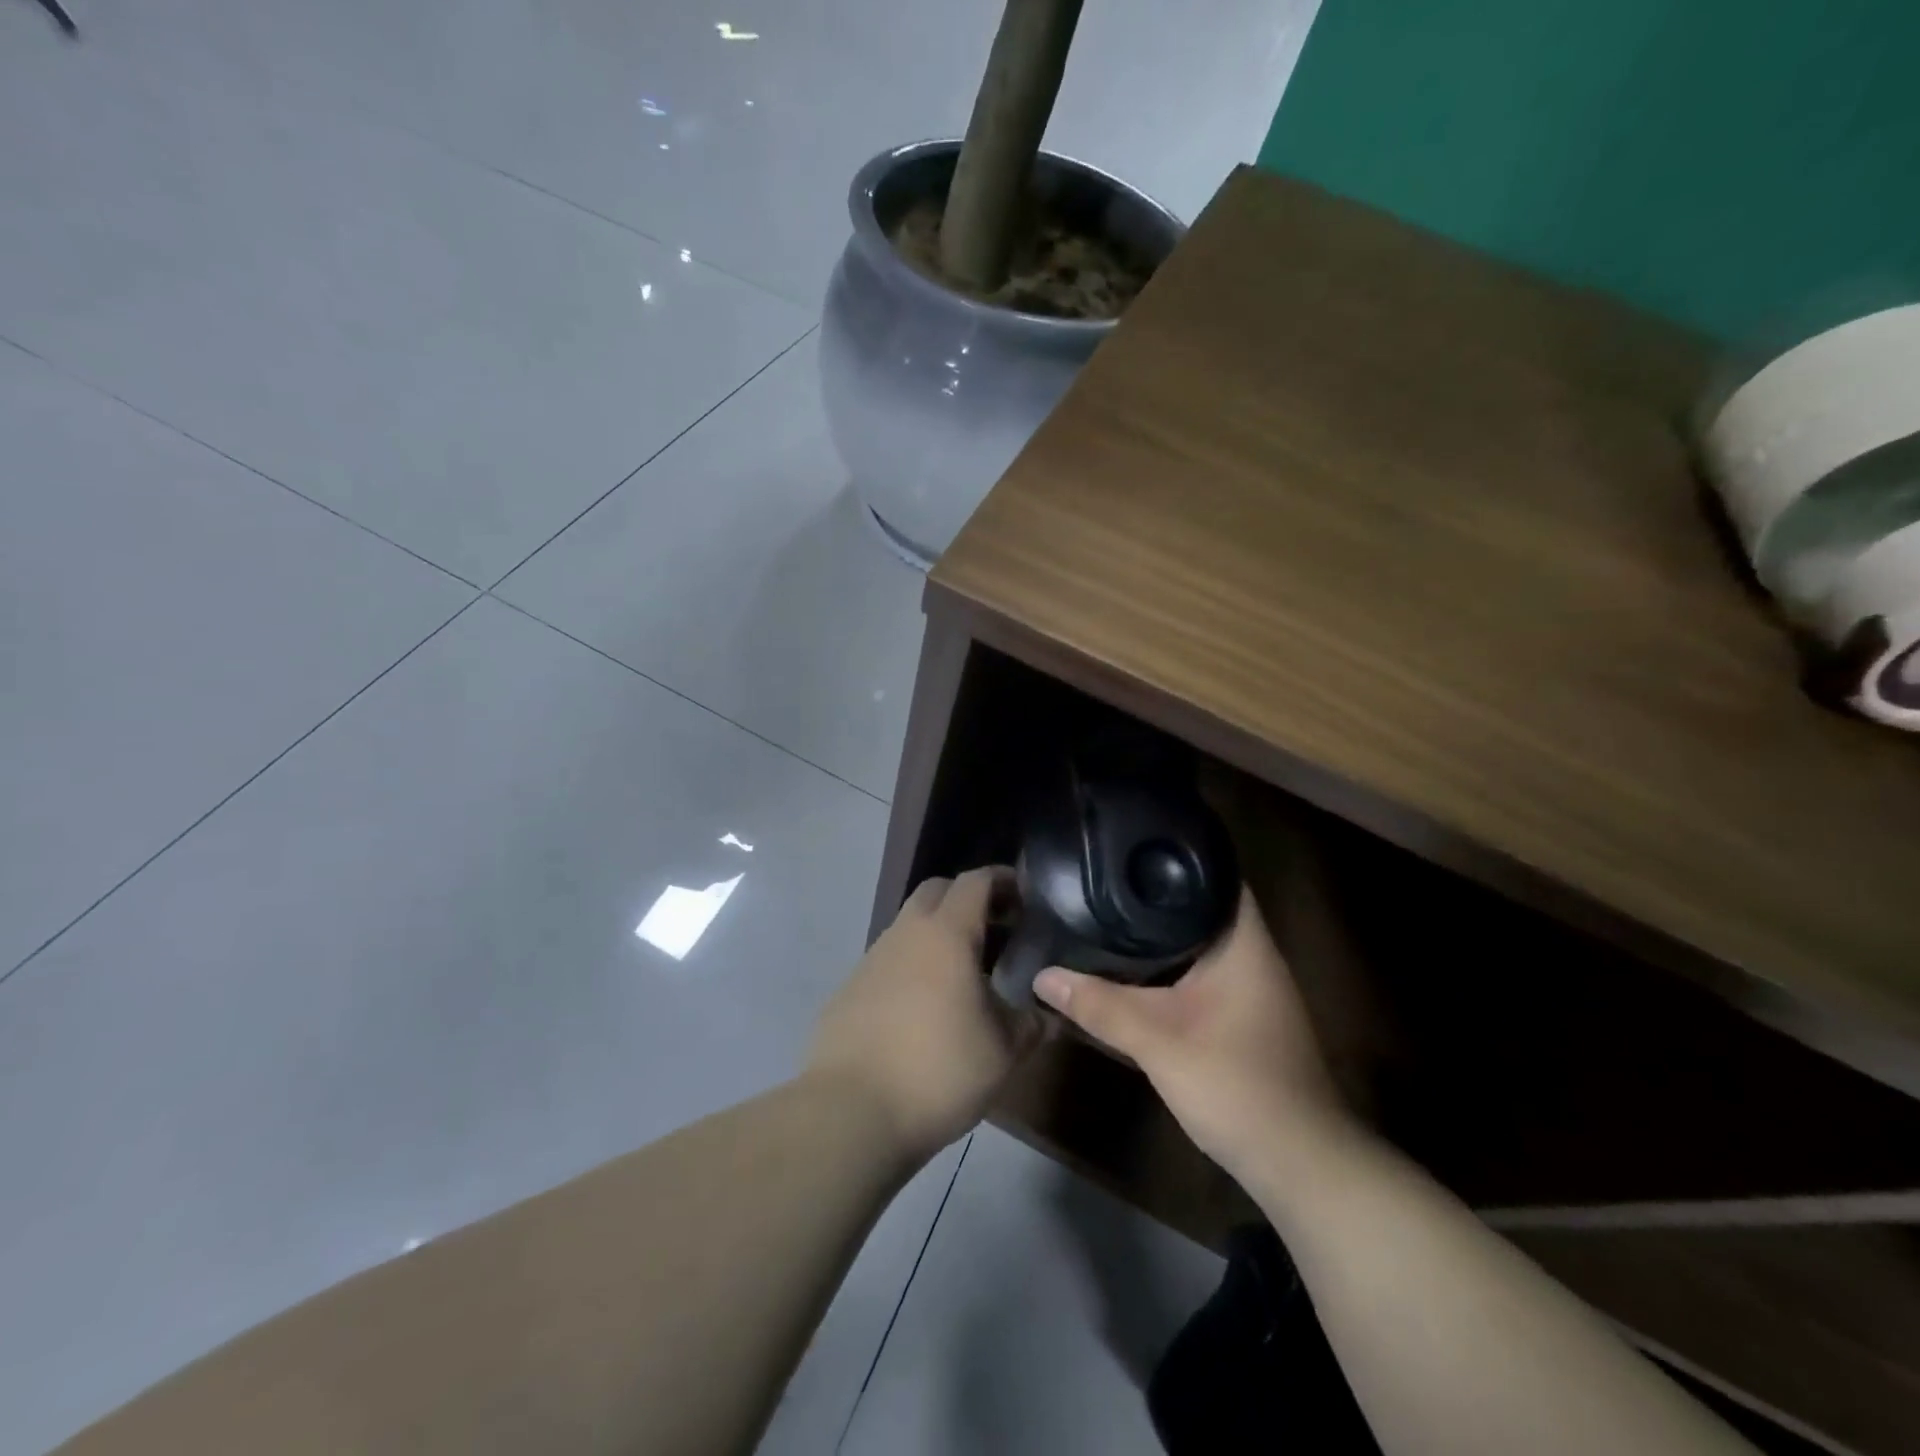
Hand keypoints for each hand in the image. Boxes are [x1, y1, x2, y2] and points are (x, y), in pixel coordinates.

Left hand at [807, 867, 1037, 1163]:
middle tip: (997, 930)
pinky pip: (889, 960)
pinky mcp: (849, 988)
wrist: (851, 1111)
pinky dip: (912, 966)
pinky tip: (924, 1007)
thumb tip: (1044, 1014)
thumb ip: (1029, 1024)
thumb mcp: (1002, 1052)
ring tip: (964, 974)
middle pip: (937, 891)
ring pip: (909, 925)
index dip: (1003, 880)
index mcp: (946, 934)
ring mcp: (871, 959)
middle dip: (968, 899)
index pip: (976, 881)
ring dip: (938, 935)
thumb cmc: (938, 1070)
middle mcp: (906, 933)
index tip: (1026, 896)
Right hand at [1033, 887, 1352, 1184]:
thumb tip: (1043, 975)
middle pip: (1204, 908)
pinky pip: (1202, 973)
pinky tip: (1136, 971)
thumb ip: (1100, 1006)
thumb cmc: (1236, 1085)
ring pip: (1202, 944)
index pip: (1218, 876)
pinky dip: (1171, 966)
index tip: (1130, 846)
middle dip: (1158, 895)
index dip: (1178, 856)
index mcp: (1244, 945)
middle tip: (1105, 879)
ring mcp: (1253, 990)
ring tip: (1110, 913)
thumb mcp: (1158, 1042)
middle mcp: (1254, 957)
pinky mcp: (1244, 1018)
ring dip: (1164, 934)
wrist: (1298, 1164)